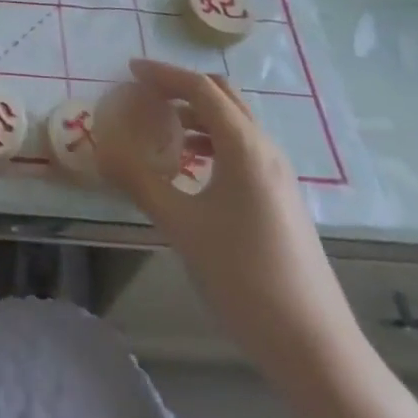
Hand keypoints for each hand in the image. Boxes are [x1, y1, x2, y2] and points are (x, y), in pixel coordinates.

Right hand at [99, 59, 358, 372]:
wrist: (314, 348)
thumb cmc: (243, 277)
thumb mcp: (182, 226)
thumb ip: (140, 181)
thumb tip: (102, 150)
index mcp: (244, 146)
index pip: (200, 88)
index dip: (163, 74)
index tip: (130, 70)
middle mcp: (265, 149)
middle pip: (223, 96)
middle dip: (182, 86)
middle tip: (145, 93)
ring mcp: (278, 174)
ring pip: (235, 122)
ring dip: (198, 113)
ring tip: (161, 127)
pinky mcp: (282, 198)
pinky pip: (243, 148)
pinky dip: (213, 139)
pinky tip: (191, 166)